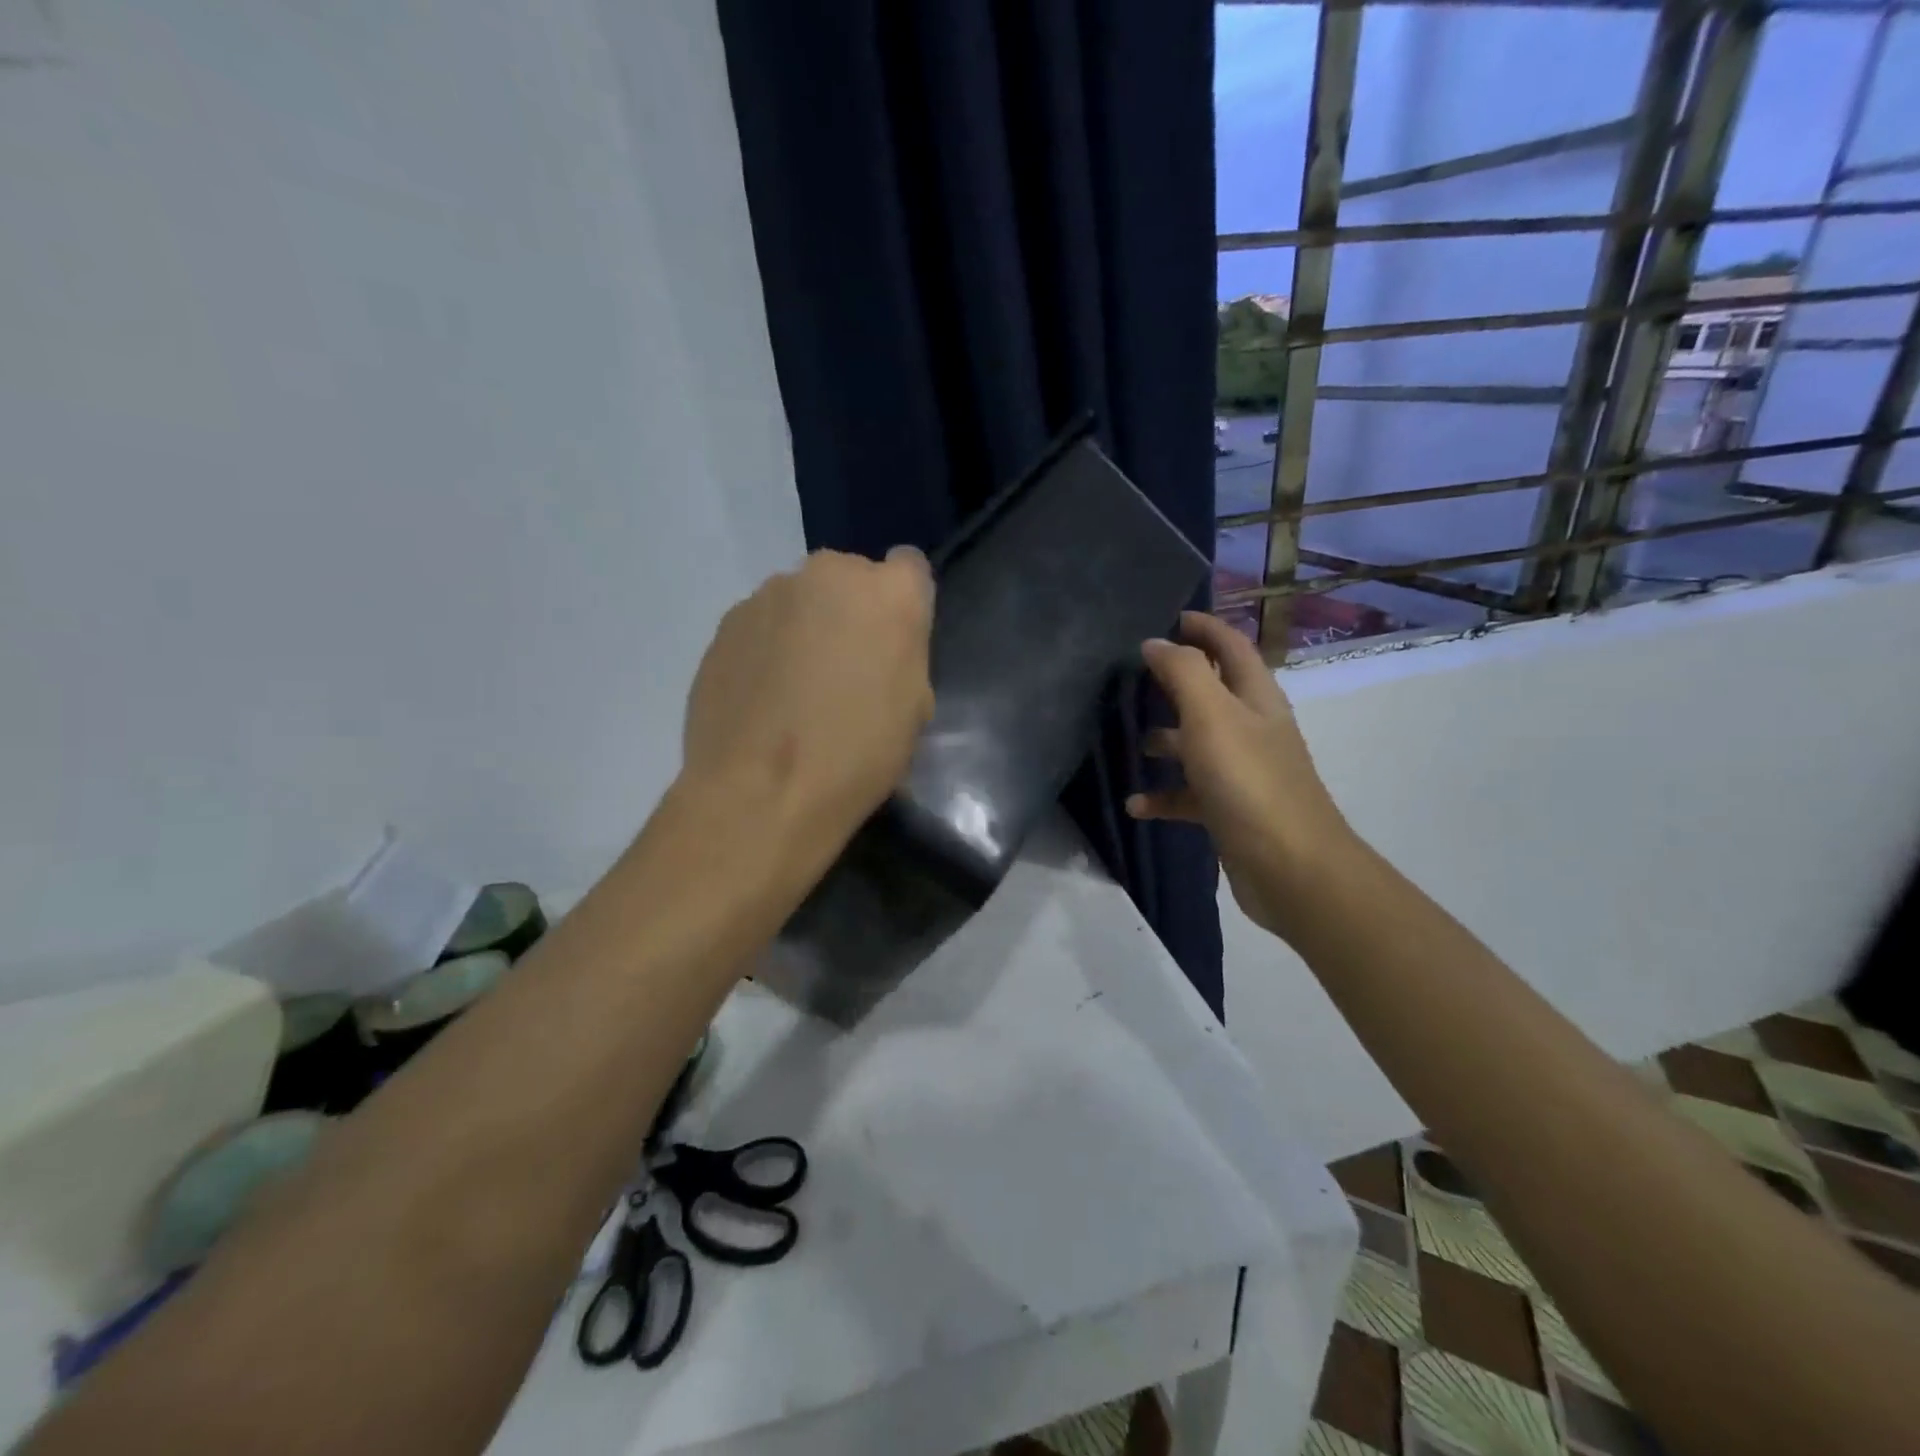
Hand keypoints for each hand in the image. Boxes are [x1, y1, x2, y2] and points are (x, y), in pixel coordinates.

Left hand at [680, 547, 934, 856]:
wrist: (761, 791)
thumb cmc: (857, 755)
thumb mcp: (914, 707)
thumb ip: (904, 654)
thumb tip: (882, 645)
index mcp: (888, 593)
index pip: (909, 567)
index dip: (904, 603)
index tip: (894, 641)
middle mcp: (828, 574)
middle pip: (849, 580)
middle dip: (850, 613)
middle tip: (845, 669)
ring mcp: (769, 594)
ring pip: (801, 601)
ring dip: (805, 628)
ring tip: (796, 689)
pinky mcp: (725, 623)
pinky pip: (761, 625)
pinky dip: (766, 649)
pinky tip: (763, 698)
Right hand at [1126, 611, 1352, 937]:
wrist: (1290, 868)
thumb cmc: (1249, 782)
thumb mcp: (1211, 716)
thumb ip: (1182, 673)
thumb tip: (1156, 642)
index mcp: (1256, 698)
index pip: (1231, 646)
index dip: (1203, 627)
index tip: (1167, 617)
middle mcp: (1253, 728)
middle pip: (1212, 692)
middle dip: (1175, 682)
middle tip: (1132, 677)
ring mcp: (1243, 771)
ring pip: (1197, 744)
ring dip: (1165, 740)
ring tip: (1130, 742)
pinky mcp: (1230, 809)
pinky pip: (1189, 794)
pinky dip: (1163, 796)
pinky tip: (1136, 805)